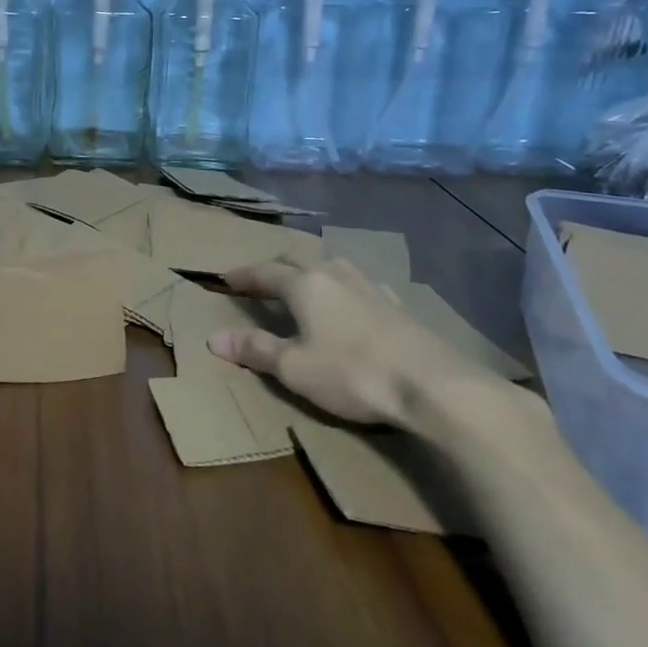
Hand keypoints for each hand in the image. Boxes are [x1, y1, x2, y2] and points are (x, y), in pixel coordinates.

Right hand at [207, 257, 504, 427]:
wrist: (434, 386)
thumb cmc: (353, 374)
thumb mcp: (294, 368)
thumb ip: (255, 349)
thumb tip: (213, 337)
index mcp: (305, 285)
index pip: (265, 273)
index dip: (243, 276)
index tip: (225, 277)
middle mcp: (336, 275)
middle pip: (298, 261)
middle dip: (276, 268)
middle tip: (261, 280)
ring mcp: (371, 287)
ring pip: (332, 266)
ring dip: (312, 272)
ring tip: (305, 284)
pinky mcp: (398, 305)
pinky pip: (360, 285)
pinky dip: (343, 288)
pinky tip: (352, 302)